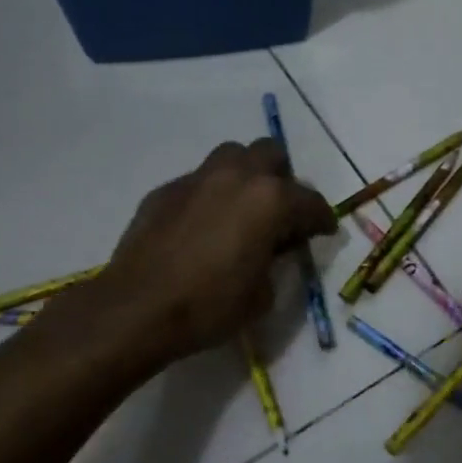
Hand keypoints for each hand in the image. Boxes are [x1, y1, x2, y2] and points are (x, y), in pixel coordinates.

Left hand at [89, 140, 335, 366]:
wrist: (138, 308)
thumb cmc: (210, 306)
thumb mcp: (262, 294)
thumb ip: (275, 262)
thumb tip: (270, 251)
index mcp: (270, 200)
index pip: (311, 201)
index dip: (322, 219)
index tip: (324, 231)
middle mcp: (237, 176)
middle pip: (271, 154)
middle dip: (283, 178)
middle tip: (280, 211)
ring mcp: (197, 178)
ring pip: (232, 156)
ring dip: (245, 174)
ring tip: (242, 207)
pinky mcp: (165, 190)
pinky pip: (198, 181)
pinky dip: (210, 195)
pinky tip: (203, 225)